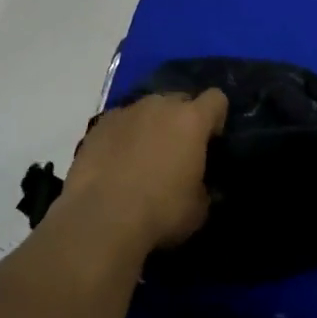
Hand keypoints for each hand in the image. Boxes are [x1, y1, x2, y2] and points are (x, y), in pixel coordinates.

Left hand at [56, 90, 227, 253]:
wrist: (101, 218)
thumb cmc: (160, 211)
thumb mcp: (198, 209)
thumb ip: (203, 188)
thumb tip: (199, 186)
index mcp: (191, 120)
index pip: (216, 99)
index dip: (217, 117)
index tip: (211, 141)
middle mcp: (160, 105)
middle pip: (180, 100)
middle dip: (182, 119)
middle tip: (178, 151)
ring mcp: (126, 111)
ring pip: (148, 109)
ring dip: (151, 126)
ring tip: (144, 157)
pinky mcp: (99, 125)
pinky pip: (121, 123)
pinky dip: (124, 136)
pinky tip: (117, 162)